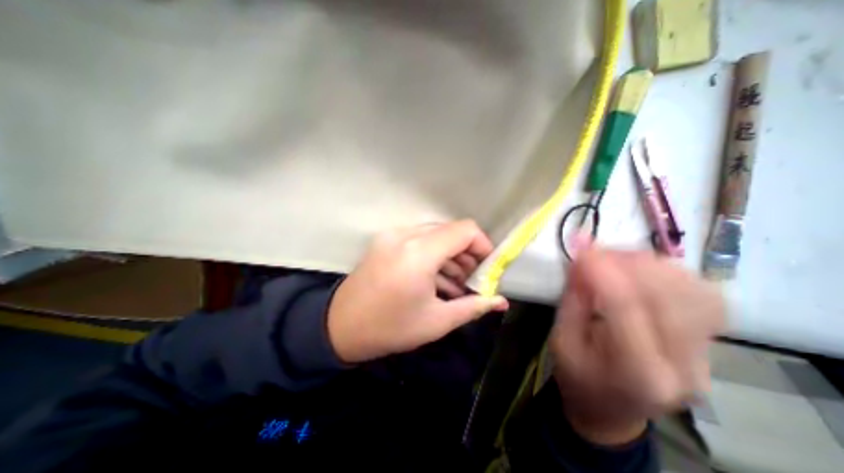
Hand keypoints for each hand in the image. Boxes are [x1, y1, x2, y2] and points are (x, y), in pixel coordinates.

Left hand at [325, 220, 506, 363]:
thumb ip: (473, 306)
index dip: (483, 245)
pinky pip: (419, 240)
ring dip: (451, 255)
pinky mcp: (386, 240)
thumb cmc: (390, 328)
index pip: (464, 230)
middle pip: (450, 231)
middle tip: (473, 280)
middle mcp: (405, 235)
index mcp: (419, 253)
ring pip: (435, 235)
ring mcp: (392, 235)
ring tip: (456, 284)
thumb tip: (501, 301)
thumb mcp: (437, 321)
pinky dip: (434, 255)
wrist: (340, 326)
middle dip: (467, 254)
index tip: (487, 268)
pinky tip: (436, 279)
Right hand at [555, 242, 724, 445]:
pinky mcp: (710, 344)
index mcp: (635, 372)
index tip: (580, 243)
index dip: (602, 268)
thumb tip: (581, 259)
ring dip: (650, 263)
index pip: (626, 305)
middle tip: (594, 249)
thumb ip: (573, 299)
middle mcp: (683, 365)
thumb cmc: (577, 375)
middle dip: (626, 260)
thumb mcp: (561, 339)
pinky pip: (703, 296)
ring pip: (693, 290)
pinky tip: (643, 271)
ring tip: (615, 257)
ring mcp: (706, 356)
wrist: (610, 409)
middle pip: (668, 294)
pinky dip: (671, 273)